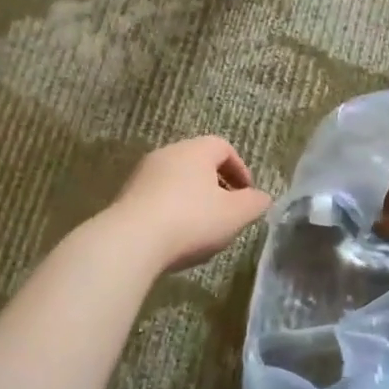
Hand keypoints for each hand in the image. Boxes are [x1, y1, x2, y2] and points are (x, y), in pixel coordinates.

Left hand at [105, 136, 273, 271]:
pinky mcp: (126, 197)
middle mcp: (167, 154)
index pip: (223, 147)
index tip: (247, 195)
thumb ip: (254, 203)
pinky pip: (157, 198)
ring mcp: (142, 174)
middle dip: (216, 187)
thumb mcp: (235, 214)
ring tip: (202, 230)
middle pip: (198, 163)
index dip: (240, 170)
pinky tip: (175, 238)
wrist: (132, 241)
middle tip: (227, 213)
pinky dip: (171, 212)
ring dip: (193, 201)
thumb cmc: (192, 220)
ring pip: (176, 181)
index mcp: (195, 150)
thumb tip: (262, 197)